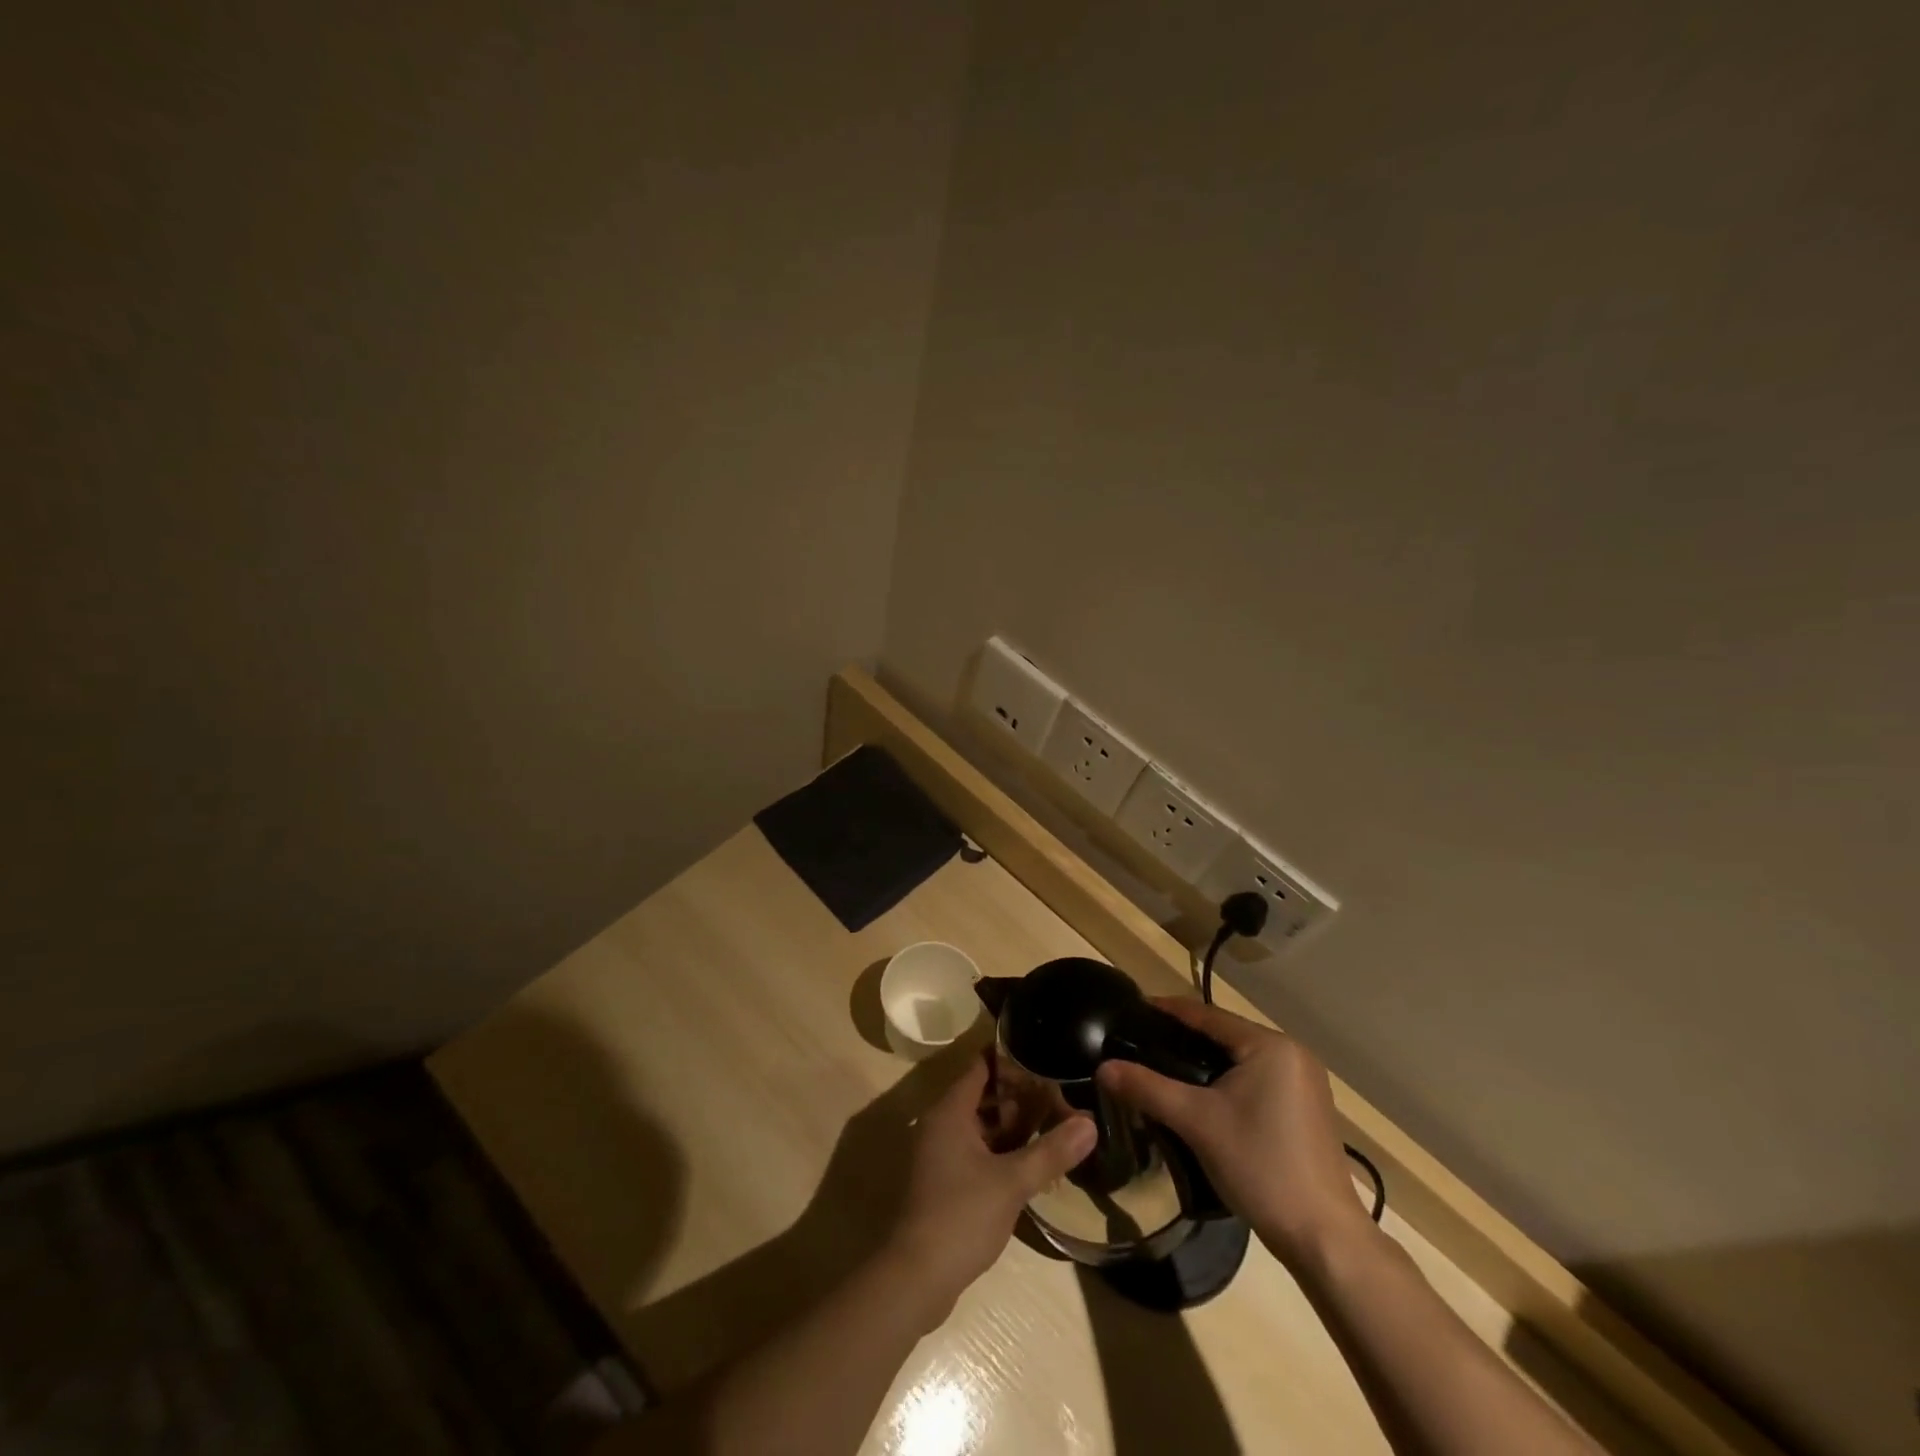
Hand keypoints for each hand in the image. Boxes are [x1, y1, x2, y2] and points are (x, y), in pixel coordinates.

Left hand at [886, 1053, 1095, 1313]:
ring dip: (1013, 1125)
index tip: (1045, 1056)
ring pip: (981, 1126)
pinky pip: (976, 1151)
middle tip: (1059, 1095)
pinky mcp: (943, 1182)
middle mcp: (941, 1124)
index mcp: (950, 1111)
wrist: (915, 1278)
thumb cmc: (961, 1216)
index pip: (981, 1066)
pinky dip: (1001, 1150)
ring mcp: (940, 1154)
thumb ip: (1051, 1151)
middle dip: (1019, 1095)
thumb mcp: (1012, 1182)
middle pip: (983, 1095)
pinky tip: (1031, 1163)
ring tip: (1053, 1125)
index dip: (1012, 1059)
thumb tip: (1090, 1124)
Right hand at [1095, 998, 1365, 1264]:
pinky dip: (1227, 1082)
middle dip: (1183, 1039)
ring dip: (1204, 1063)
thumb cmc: (1261, 1166)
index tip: (1132, 1010)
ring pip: (1240, 1060)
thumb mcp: (1196, 1122)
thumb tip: (1104, 1068)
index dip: (1167, 1011)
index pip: (1207, 1015)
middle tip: (1141, 1045)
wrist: (1324, 1239)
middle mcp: (1293, 1054)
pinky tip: (1202, 1099)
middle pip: (1224, 1035)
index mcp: (1270, 1045)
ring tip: (1163, 1069)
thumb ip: (1148, 1088)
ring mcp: (1305, 1084)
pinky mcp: (1307, 1110)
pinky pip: (1256, 1080)